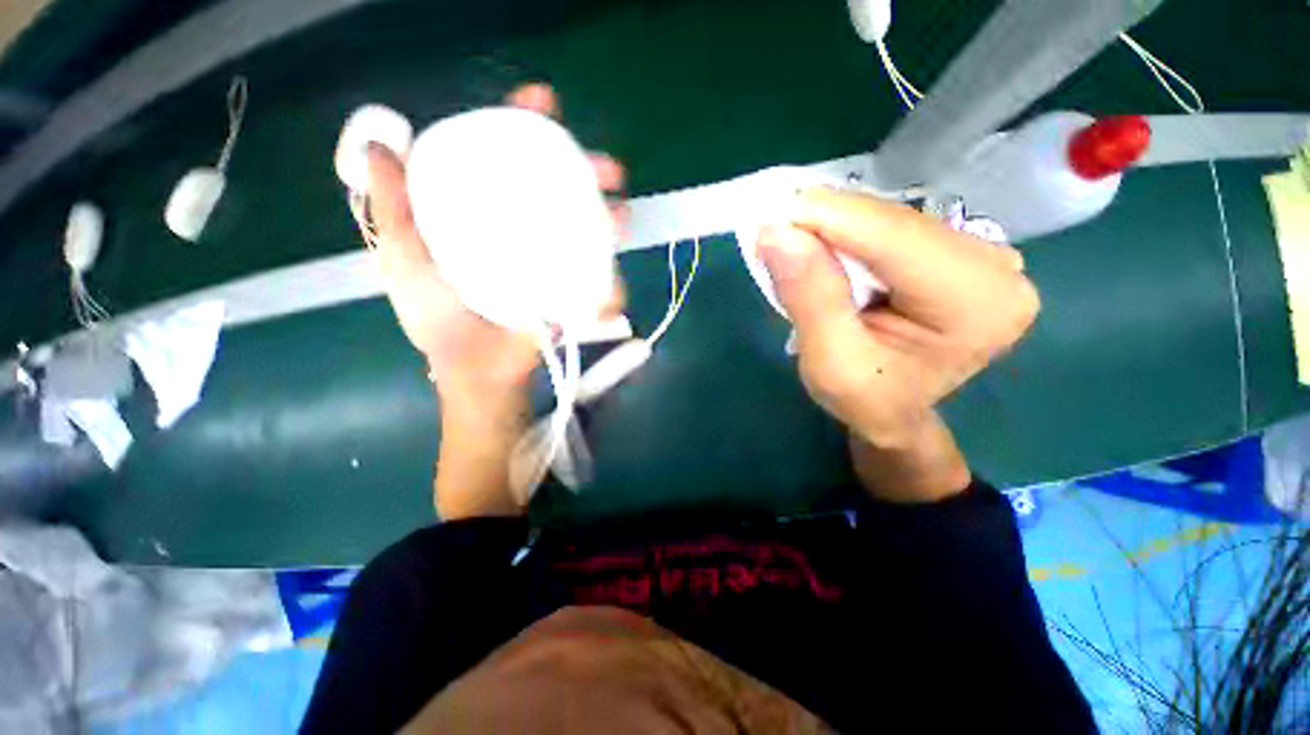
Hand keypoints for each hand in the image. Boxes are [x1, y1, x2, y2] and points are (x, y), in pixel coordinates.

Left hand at [363, 83, 626, 408]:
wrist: (480, 373)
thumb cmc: (440, 321)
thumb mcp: (406, 260)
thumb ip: (394, 208)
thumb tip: (380, 143)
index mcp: (486, 217)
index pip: (507, 160)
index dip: (525, 127)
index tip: (545, 104)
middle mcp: (525, 233)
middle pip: (561, 191)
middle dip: (588, 172)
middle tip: (608, 170)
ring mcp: (553, 264)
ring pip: (589, 231)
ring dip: (612, 220)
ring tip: (623, 216)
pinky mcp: (572, 295)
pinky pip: (598, 280)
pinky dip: (611, 281)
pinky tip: (613, 284)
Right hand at [758, 188, 1038, 451]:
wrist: (894, 413)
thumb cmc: (865, 399)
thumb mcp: (829, 361)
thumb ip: (809, 296)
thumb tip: (776, 231)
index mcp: (977, 303)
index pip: (893, 239)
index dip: (827, 219)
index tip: (769, 215)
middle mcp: (995, 268)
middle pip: (893, 223)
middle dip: (825, 222)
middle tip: (772, 230)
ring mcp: (982, 255)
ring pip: (889, 219)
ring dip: (833, 226)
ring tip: (791, 241)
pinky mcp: (959, 252)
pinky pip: (892, 227)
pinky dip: (848, 233)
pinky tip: (822, 247)